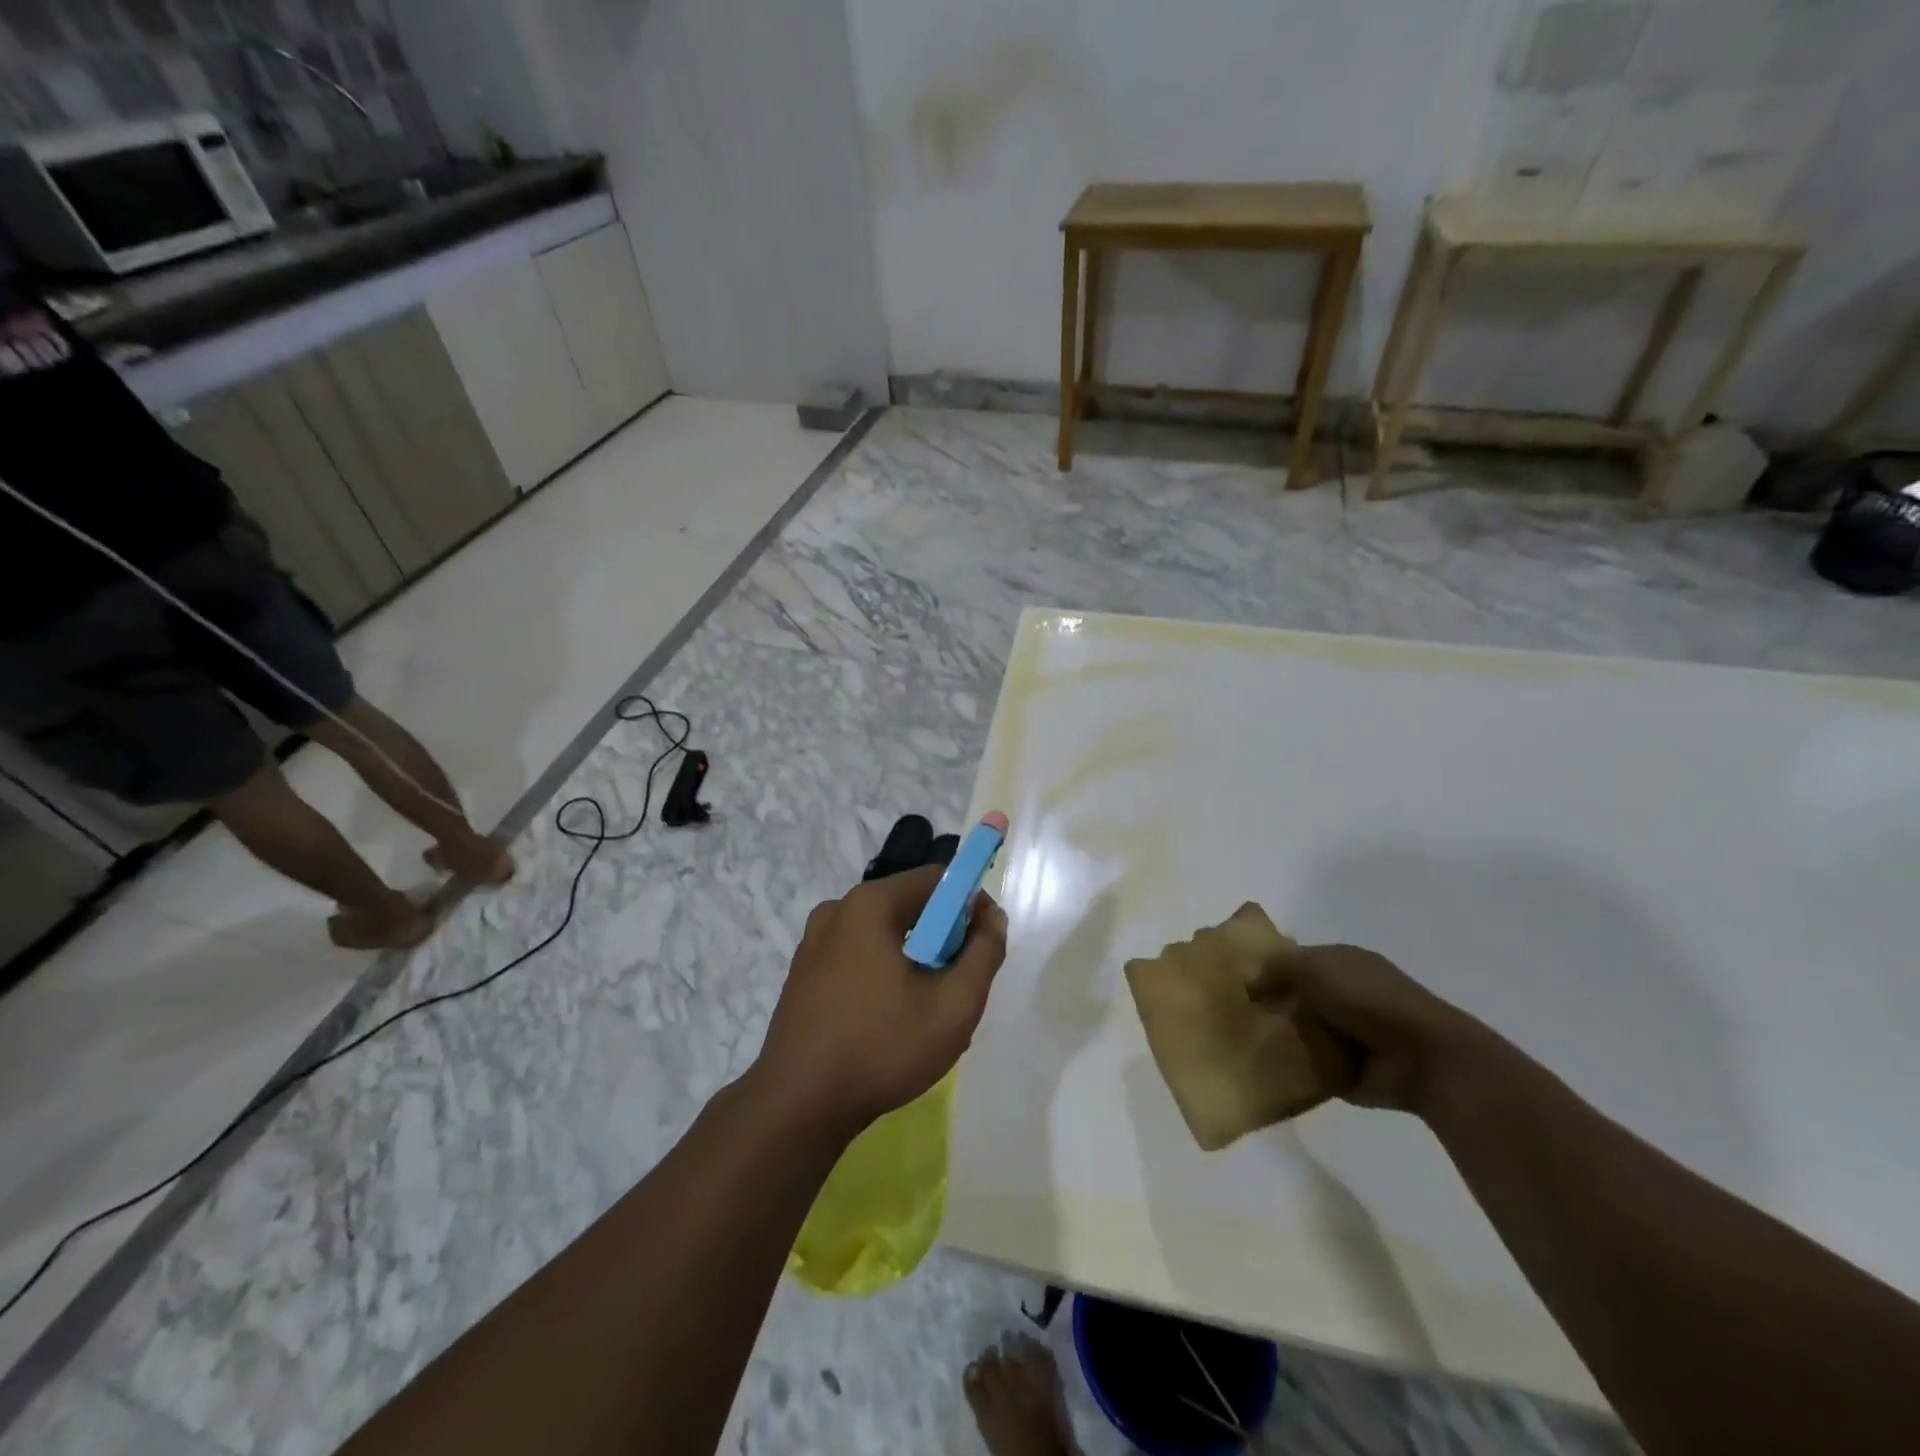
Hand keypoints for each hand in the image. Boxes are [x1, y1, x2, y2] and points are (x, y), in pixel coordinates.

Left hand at [755, 865, 1008, 1137]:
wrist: (798, 1106)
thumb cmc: (882, 1049)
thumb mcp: (954, 1005)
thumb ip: (984, 953)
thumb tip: (992, 916)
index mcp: (870, 904)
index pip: (936, 878)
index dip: (969, 904)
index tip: (982, 945)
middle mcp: (838, 909)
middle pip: (909, 904)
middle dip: (941, 937)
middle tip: (956, 986)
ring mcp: (814, 940)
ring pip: (884, 933)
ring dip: (913, 958)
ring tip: (924, 1011)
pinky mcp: (803, 970)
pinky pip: (858, 954)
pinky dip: (882, 972)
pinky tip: (888, 1020)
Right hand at [1249, 943, 1487, 1115]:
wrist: (1421, 1057)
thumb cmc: (1368, 998)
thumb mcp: (1314, 967)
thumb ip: (1277, 969)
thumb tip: (1248, 981)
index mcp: (1341, 962)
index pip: (1295, 959)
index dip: (1267, 966)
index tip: (1233, 978)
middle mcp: (1343, 994)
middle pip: (1294, 995)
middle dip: (1268, 1002)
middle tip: (1229, 1011)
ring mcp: (1345, 1033)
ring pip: (1298, 1030)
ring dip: (1277, 1035)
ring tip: (1238, 1040)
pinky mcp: (1345, 1068)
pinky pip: (1306, 1063)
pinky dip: (1289, 1065)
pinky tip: (1260, 1064)